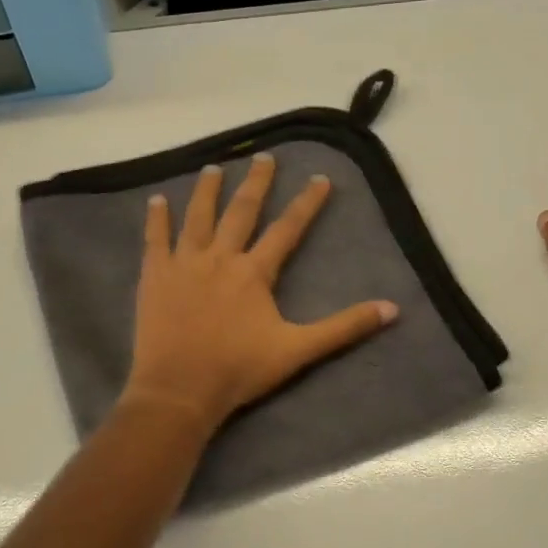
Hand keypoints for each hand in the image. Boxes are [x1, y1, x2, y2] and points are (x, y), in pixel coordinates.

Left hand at [121, 153, 397, 433]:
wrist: (180, 389)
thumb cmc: (239, 370)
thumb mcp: (298, 350)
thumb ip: (343, 327)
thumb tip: (392, 309)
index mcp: (255, 272)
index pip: (288, 228)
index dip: (307, 203)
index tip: (320, 178)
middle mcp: (221, 257)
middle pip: (242, 211)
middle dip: (257, 183)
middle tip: (264, 157)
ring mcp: (185, 263)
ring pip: (198, 216)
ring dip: (208, 190)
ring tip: (215, 168)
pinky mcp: (156, 276)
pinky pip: (156, 239)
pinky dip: (156, 218)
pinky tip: (156, 200)